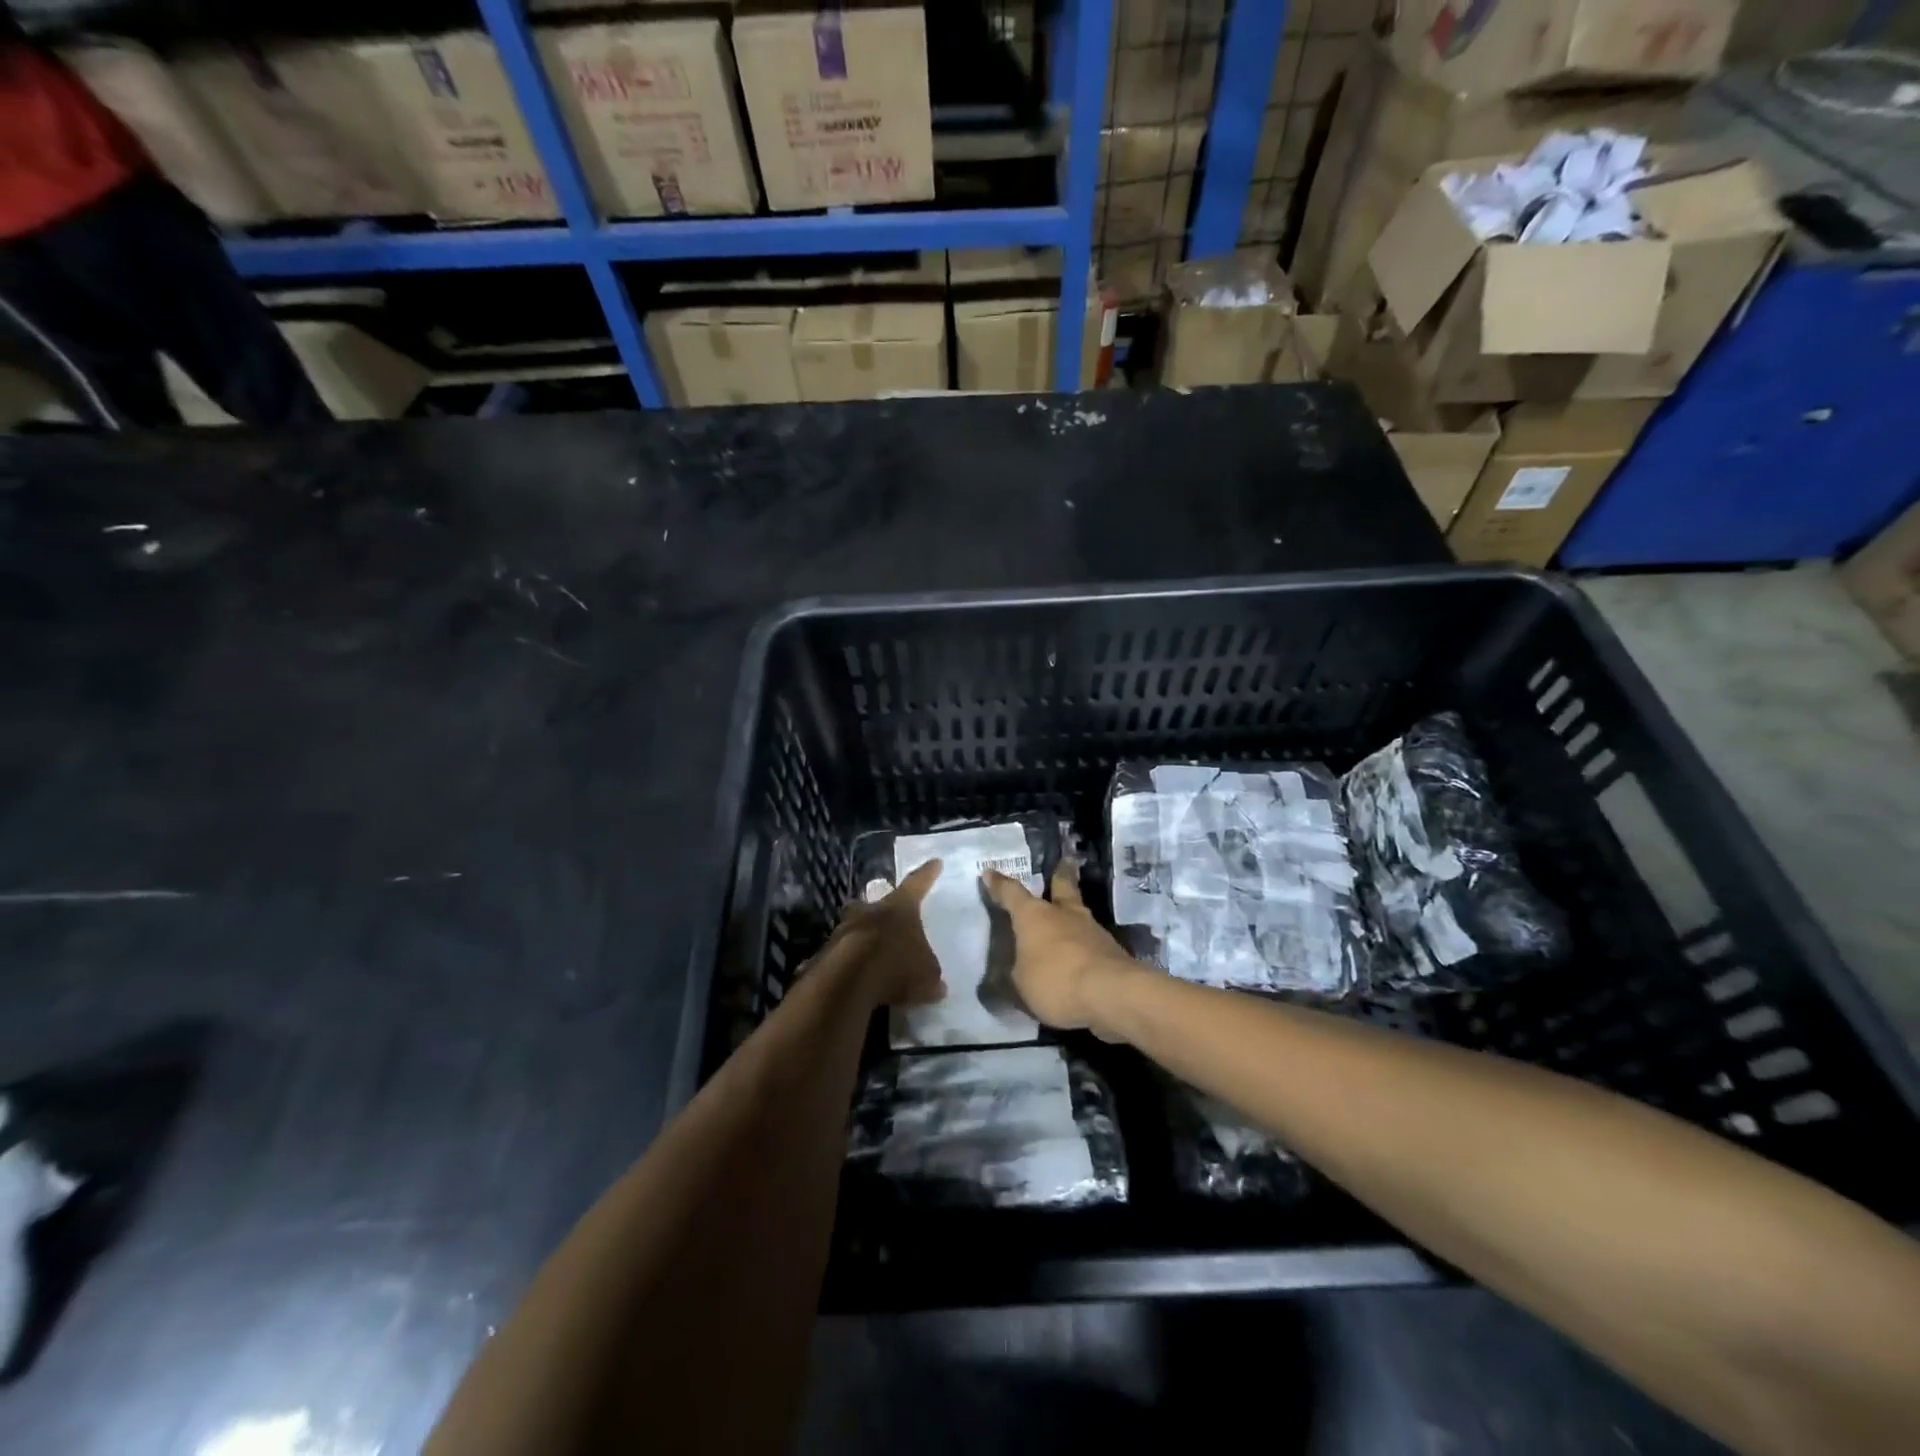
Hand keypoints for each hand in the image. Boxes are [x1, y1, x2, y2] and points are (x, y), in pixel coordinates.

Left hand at [821, 859, 946, 1008]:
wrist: (848, 980)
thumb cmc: (896, 965)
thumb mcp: (927, 976)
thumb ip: (930, 977)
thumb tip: (937, 985)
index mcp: (900, 907)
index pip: (917, 884)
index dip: (927, 874)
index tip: (935, 862)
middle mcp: (870, 911)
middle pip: (875, 904)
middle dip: (880, 910)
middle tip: (885, 916)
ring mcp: (844, 930)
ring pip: (854, 927)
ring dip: (862, 937)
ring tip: (871, 955)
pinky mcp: (826, 954)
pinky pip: (842, 956)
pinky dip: (849, 965)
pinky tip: (856, 981)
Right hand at [982, 861, 1137, 1033]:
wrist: (1111, 993)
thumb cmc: (1055, 980)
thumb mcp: (1020, 984)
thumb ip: (1014, 974)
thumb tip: (1012, 971)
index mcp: (1034, 915)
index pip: (1012, 893)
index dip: (999, 885)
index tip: (990, 872)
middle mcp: (1063, 914)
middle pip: (1062, 887)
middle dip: (1060, 875)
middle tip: (1064, 862)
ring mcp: (1092, 930)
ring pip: (1079, 914)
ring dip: (1072, 915)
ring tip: (1068, 919)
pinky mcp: (1111, 951)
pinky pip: (1090, 942)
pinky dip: (1083, 945)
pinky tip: (1080, 955)